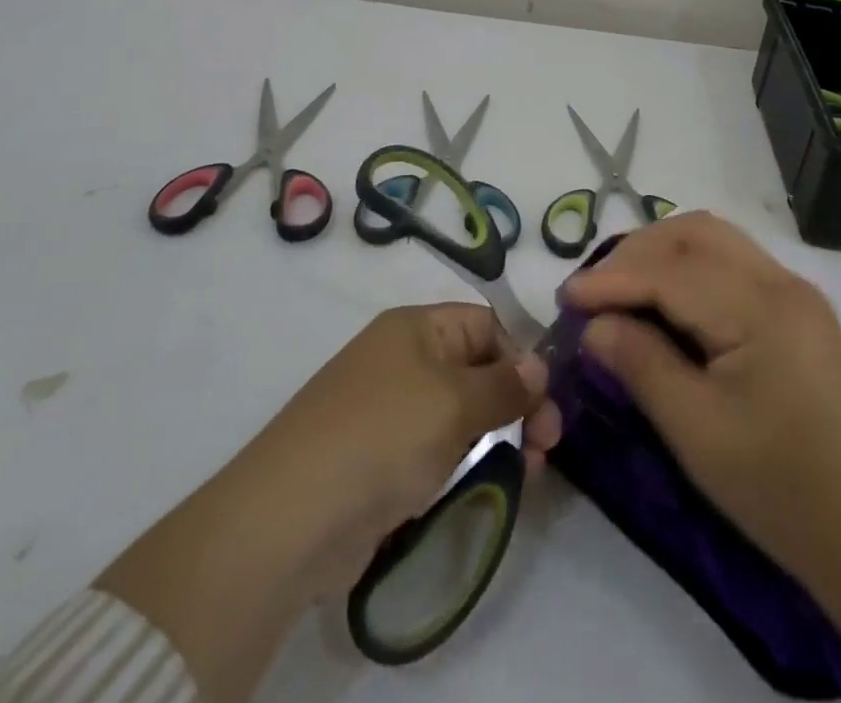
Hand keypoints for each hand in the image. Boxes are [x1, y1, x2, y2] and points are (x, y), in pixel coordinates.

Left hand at [98, 303, 559, 698]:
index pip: (485, 324)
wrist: (292, 516)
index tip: (545, 401)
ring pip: (461, 414)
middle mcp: (403, 360)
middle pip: (477, 369)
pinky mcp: (381, 460)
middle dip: (516, 403)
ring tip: (526, 473)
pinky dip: (465, 463)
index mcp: (417, 328)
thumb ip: (505, 385)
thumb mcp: (455, 402)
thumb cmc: (384, 436)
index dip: (519, 357)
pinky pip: (436, 450)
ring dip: (498, 437)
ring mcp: (390, 411)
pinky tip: (487, 486)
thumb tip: (539, 366)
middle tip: (548, 446)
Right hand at [560, 212, 840, 591]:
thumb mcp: (697, 432)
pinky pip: (734, 262)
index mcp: (761, 309)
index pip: (671, 272)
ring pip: (716, 239)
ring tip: (623, 286)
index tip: (566, 297)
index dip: (613, 279)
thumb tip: (595, 324)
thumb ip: (642, 365)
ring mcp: (795, 291)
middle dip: (638, 251)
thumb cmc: (779, 488)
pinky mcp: (798, 309)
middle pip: (696, 234)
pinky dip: (691, 266)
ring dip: (664, 251)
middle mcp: (781, 282)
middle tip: (595, 288)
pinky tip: (668, 297)